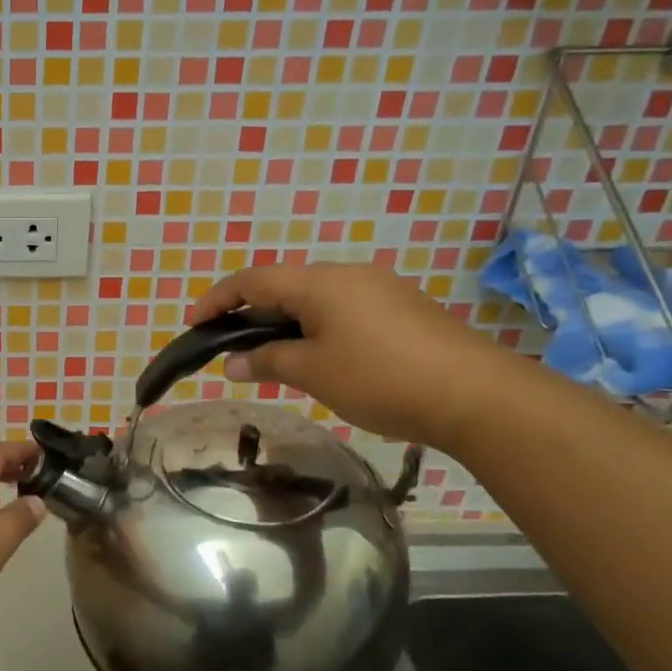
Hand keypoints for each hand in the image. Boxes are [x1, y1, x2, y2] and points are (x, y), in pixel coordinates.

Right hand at [189, 263, 522, 447]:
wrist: (478, 395)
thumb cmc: (382, 378)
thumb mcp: (313, 372)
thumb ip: (267, 361)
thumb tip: (233, 363)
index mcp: (320, 282)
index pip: (252, 279)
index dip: (217, 299)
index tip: (194, 324)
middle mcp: (347, 275)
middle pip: (283, 285)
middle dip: (250, 313)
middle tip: (232, 348)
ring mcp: (379, 289)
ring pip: (314, 299)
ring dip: (284, 323)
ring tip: (272, 358)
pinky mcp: (402, 309)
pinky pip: (342, 309)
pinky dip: (315, 328)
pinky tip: (320, 358)